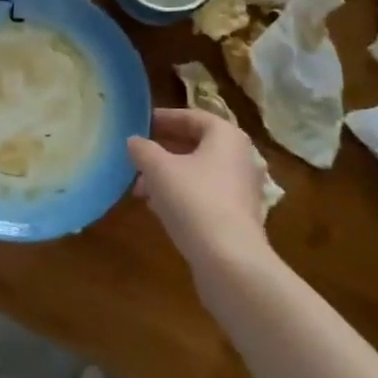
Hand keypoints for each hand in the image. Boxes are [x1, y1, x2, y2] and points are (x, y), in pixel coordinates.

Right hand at [127, 108, 272, 270]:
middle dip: (164, 151)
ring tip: (141, 188)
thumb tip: (134, 141)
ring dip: (170, 175)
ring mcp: (242, 189)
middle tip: (138, 157)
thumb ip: (143, 149)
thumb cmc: (194, 200)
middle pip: (197, 145)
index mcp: (226, 136)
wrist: (229, 260)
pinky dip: (182, 195)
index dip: (165, 118)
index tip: (142, 124)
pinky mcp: (239, 217)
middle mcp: (240, 158)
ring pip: (199, 172)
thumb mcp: (158, 169)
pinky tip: (159, 209)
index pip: (193, 117)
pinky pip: (206, 195)